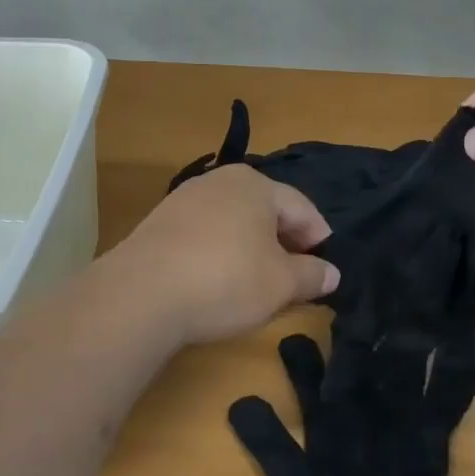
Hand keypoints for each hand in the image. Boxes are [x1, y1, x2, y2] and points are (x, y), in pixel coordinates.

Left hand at [113, 165, 340, 343]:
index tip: (327, 267)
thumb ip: (312, 275)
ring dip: (252, 248)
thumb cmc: (226, 279)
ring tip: (260, 282)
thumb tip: (332, 273)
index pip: (302, 207)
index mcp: (256, 184)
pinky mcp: (158, 224)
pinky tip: (220, 281)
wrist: (141, 294)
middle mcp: (219, 181)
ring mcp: (184, 200)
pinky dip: (221, 253)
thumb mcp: (281, 284)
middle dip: (285, 242)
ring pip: (234, 222)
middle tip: (297, 276)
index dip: (320, 238)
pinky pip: (205, 234)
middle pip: (266, 210)